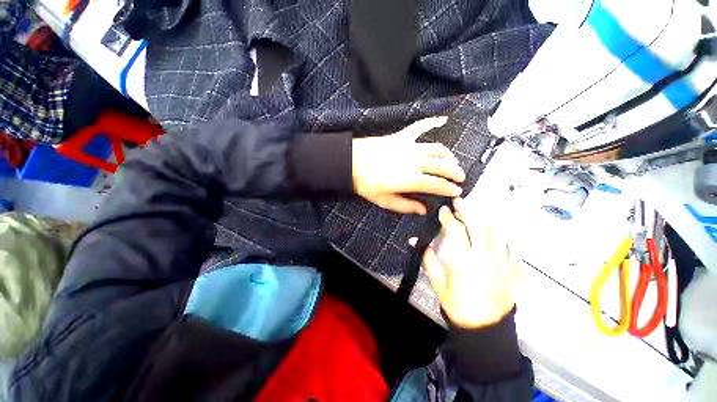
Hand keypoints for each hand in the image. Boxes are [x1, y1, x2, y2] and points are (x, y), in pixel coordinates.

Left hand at [352, 117, 464, 214]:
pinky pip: (420, 127)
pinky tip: (442, 119)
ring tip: (452, 161)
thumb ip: (406, 205)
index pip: (437, 184)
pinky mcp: (401, 136)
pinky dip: (432, 122)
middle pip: (441, 165)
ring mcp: (409, 147)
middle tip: (460, 177)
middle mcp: (414, 162)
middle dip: (454, 172)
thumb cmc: (366, 184)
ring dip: (448, 155)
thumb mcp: (385, 201)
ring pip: (436, 148)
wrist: (351, 163)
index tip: (458, 191)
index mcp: (410, 179)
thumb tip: (423, 210)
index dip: (449, 188)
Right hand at [420, 199, 518, 327]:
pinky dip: (500, 239)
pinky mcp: (512, 271)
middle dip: (467, 211)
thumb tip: (415, 241)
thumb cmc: (458, 306)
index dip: (448, 217)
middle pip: (478, 226)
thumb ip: (428, 259)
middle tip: (459, 202)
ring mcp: (502, 263)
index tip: (443, 210)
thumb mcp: (438, 284)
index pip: (455, 230)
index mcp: (464, 261)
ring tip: (474, 216)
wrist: (485, 330)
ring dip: (483, 222)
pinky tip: (494, 238)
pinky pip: (509, 248)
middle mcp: (484, 258)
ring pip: (495, 234)